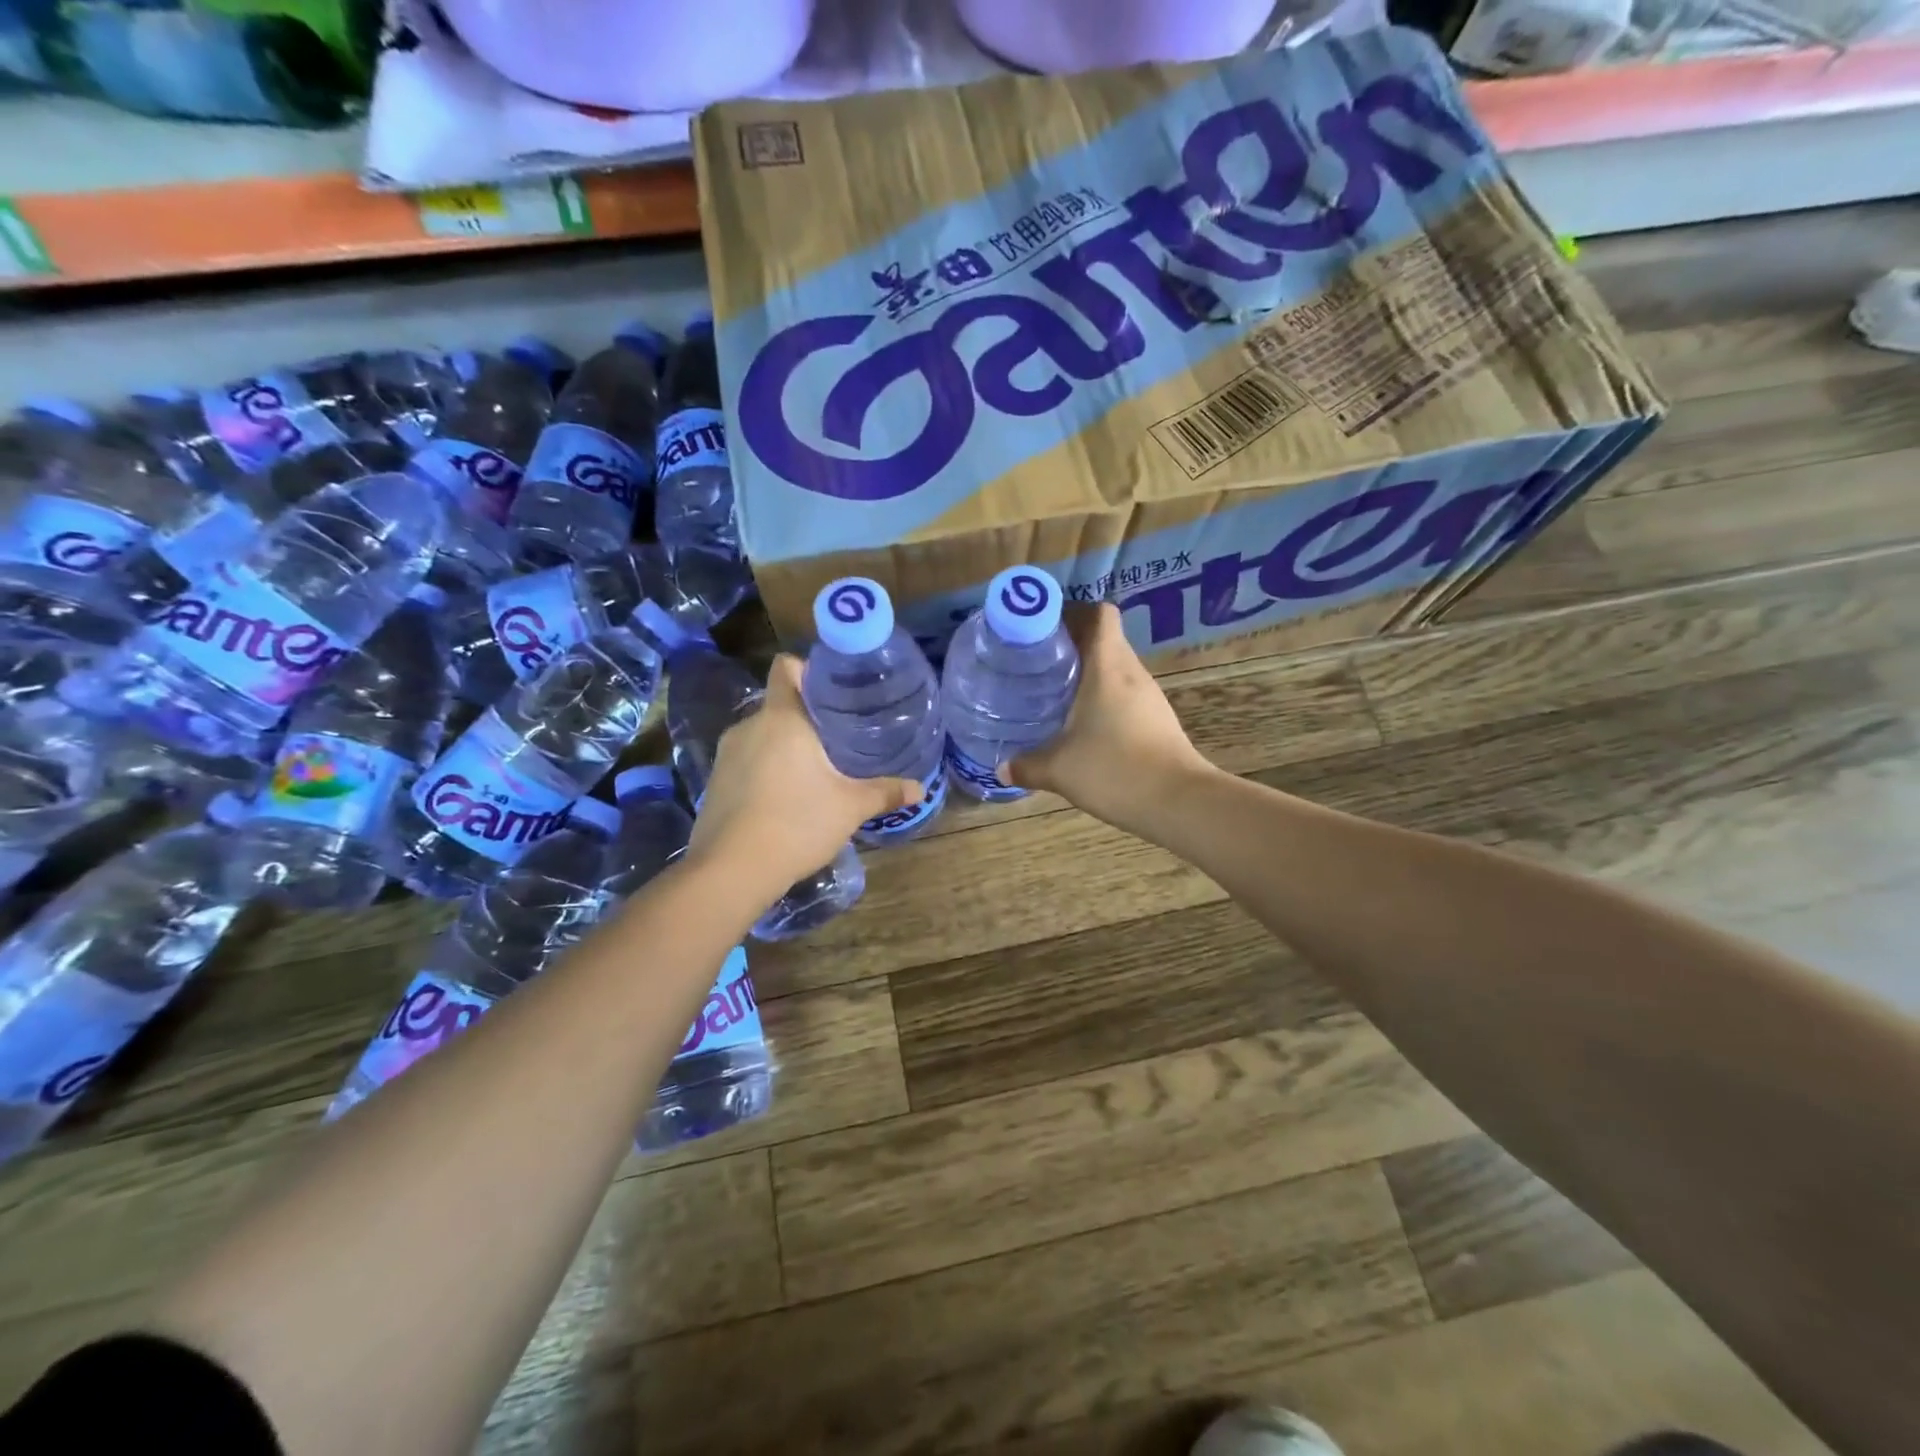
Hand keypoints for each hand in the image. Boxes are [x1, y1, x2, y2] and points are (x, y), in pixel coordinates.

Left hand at [687, 655, 920, 896]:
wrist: (730, 871)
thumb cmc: (796, 824)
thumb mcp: (849, 808)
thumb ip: (884, 792)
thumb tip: (919, 789)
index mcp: (782, 718)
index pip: (786, 667)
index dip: (808, 669)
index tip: (834, 689)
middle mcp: (748, 726)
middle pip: (778, 704)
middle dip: (806, 716)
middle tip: (838, 736)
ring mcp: (726, 755)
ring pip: (761, 735)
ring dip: (784, 745)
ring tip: (814, 768)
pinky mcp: (714, 783)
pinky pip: (746, 761)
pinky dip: (765, 769)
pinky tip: (785, 796)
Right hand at [1005, 603, 1212, 831]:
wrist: (1179, 801)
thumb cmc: (1115, 770)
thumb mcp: (1060, 770)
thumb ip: (1027, 766)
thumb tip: (1001, 768)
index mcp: (1107, 666)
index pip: (1100, 614)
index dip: (1073, 612)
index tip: (1042, 627)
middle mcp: (1131, 672)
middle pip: (1104, 638)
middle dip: (1071, 643)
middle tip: (1037, 661)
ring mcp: (1149, 696)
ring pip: (1116, 667)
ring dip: (1088, 672)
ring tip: (1055, 690)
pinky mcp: (1157, 718)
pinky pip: (1125, 693)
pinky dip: (1103, 697)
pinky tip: (1083, 723)